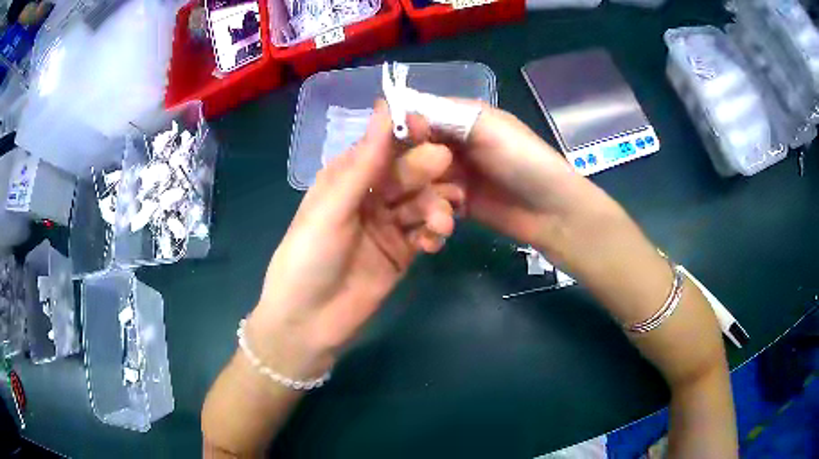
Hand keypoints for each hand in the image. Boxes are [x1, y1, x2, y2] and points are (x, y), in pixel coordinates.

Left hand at [247, 101, 461, 378]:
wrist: (309, 322)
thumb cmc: (309, 257)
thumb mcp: (333, 207)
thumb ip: (364, 161)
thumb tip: (385, 106)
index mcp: (347, 177)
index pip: (383, 145)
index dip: (407, 134)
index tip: (432, 129)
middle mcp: (369, 195)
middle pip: (407, 172)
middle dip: (426, 171)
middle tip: (445, 174)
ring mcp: (388, 224)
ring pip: (422, 201)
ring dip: (436, 206)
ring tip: (441, 223)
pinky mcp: (403, 251)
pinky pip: (427, 231)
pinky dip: (435, 232)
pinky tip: (434, 242)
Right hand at [416, 103, 606, 262]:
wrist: (552, 211)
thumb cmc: (524, 161)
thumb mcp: (489, 128)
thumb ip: (447, 116)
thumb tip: (401, 107)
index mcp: (461, 118)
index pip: (420, 116)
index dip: (404, 128)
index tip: (389, 145)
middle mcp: (454, 143)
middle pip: (414, 150)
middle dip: (413, 167)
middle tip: (423, 181)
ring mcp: (454, 174)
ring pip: (420, 179)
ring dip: (427, 193)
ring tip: (447, 204)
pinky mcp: (457, 201)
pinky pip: (432, 201)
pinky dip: (434, 210)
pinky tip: (444, 219)